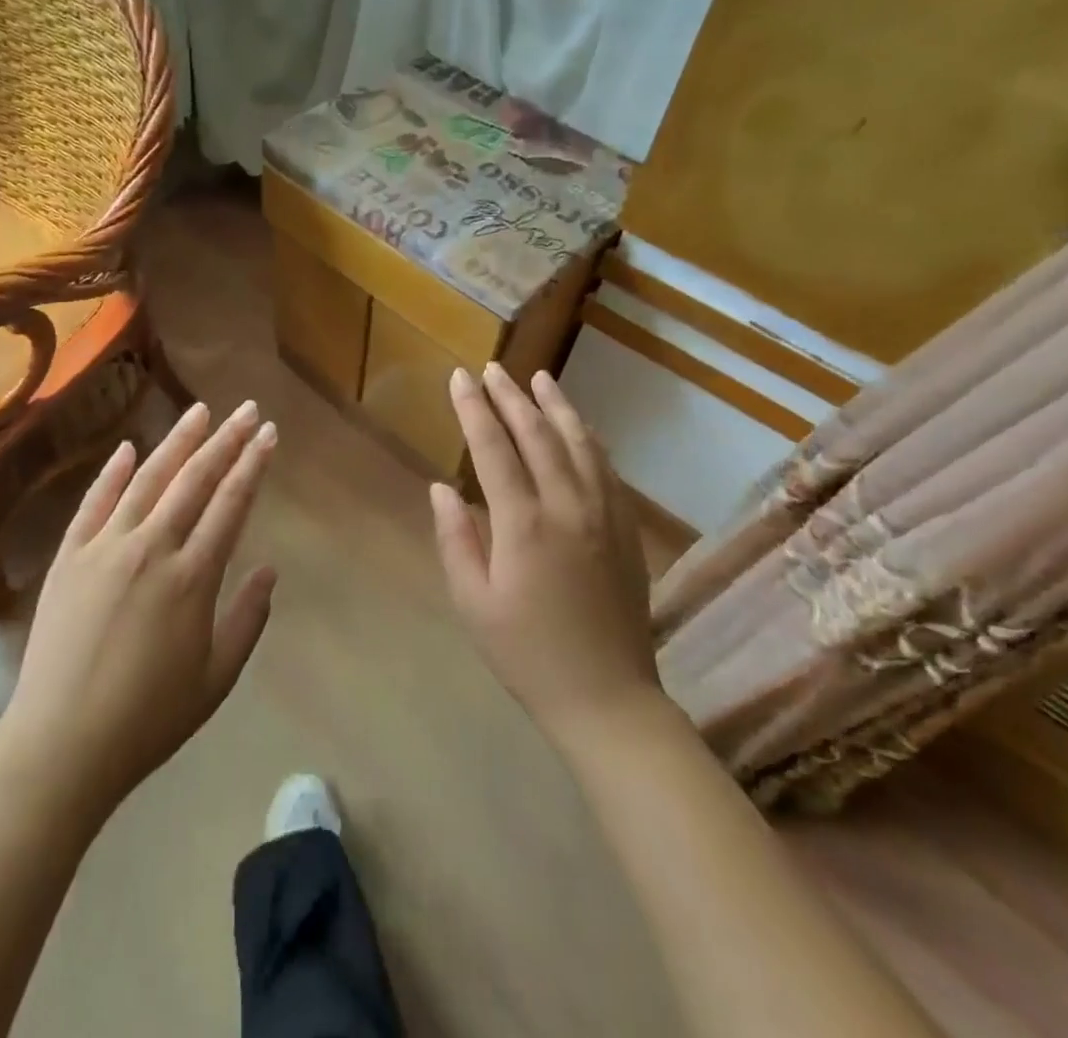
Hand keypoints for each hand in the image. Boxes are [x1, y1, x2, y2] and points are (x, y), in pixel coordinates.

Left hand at [0, 401, 277, 815]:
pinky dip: (112, 472)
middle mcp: (152, 547)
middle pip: (195, 479)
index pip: (231, 503)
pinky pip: (94, 503)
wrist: (60, 745)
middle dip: (225, 440)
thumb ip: (248, 618)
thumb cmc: (149, 717)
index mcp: (193, 576)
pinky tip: (128, 448)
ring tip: (199, 411)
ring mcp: (105, 547)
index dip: (252, 464)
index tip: (267, 433)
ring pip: (148, 479)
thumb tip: (269, 568)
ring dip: (177, 442)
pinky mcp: (70, 557)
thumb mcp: (217, 677)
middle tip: (246, 409)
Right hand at [433, 364, 659, 746]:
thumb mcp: (473, 603)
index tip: (460, 378)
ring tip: (538, 378)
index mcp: (524, 525)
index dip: (474, 409)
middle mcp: (567, 507)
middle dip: (511, 397)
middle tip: (493, 369)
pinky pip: (606, 468)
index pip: (494, 449)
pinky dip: (588, 438)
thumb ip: (455, 539)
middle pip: (538, 435)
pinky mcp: (625, 529)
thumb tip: (442, 487)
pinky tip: (578, 426)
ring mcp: (604, 514)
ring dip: (556, 406)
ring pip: (579, 443)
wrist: (607, 698)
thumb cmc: (527, 654)